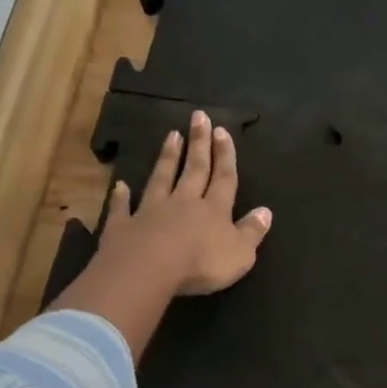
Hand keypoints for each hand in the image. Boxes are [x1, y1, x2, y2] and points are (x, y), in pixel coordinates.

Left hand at [48, 109, 270, 360]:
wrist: (147, 270)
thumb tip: (265, 211)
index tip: (222, 130)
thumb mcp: (240, 253)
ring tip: (171, 135)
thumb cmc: (201, 264)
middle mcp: (184, 202)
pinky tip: (120, 186)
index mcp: (214, 209)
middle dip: (199, 143)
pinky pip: (123, 208)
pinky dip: (122, 197)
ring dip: (168, 158)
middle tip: (198, 117)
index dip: (225, 155)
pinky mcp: (124, 226)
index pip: (223, 178)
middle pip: (194, 169)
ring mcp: (151, 211)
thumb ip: (252, 232)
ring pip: (162, 179)